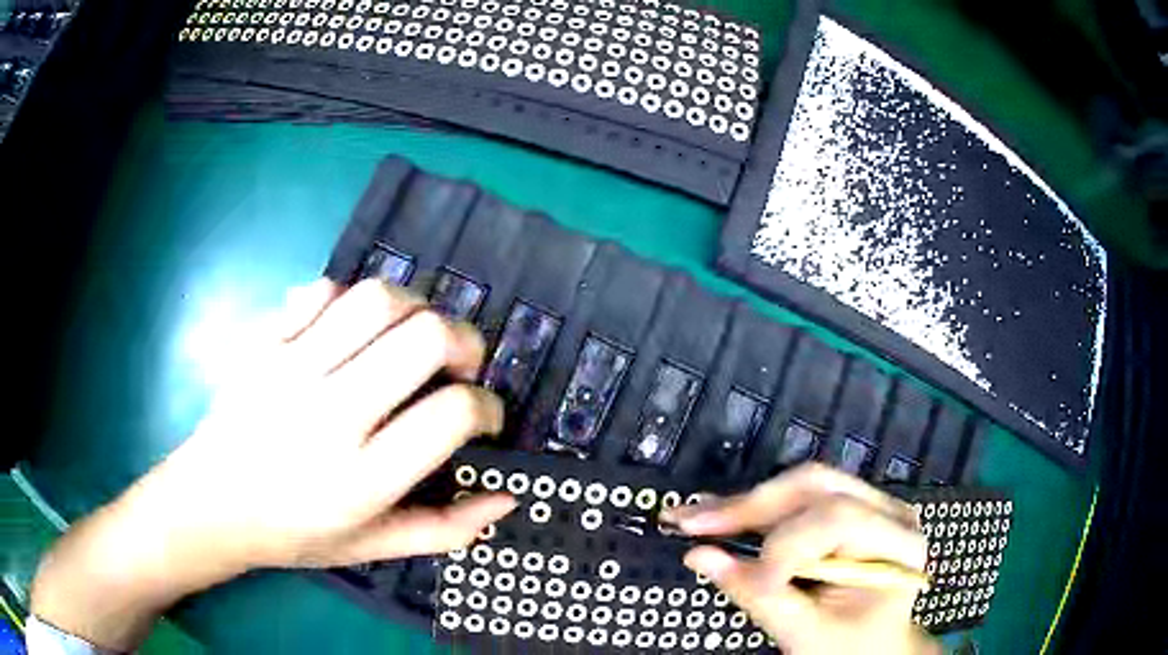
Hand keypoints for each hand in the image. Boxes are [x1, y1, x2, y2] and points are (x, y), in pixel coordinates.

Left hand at [32, 278, 514, 648]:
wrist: (211, 504)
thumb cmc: (295, 533)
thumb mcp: (373, 548)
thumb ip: (445, 530)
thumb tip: (507, 499)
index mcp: (360, 479)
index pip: (451, 414)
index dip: (487, 407)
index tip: (484, 416)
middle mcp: (328, 416)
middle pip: (423, 337)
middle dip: (465, 342)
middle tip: (460, 366)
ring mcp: (289, 370)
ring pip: (377, 298)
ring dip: (415, 309)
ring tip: (413, 337)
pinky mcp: (263, 342)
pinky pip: (321, 290)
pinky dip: (351, 300)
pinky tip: (352, 332)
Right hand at [663, 464, 937, 654]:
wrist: (874, 649)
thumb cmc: (852, 648)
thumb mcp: (810, 634)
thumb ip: (759, 597)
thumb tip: (700, 556)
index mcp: (898, 541)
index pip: (837, 521)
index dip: (784, 548)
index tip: (747, 583)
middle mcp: (886, 511)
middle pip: (816, 487)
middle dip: (750, 507)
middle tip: (691, 522)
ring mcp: (866, 506)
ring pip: (799, 487)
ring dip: (743, 505)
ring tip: (692, 517)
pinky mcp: (842, 512)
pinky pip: (794, 501)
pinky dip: (753, 512)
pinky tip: (718, 516)